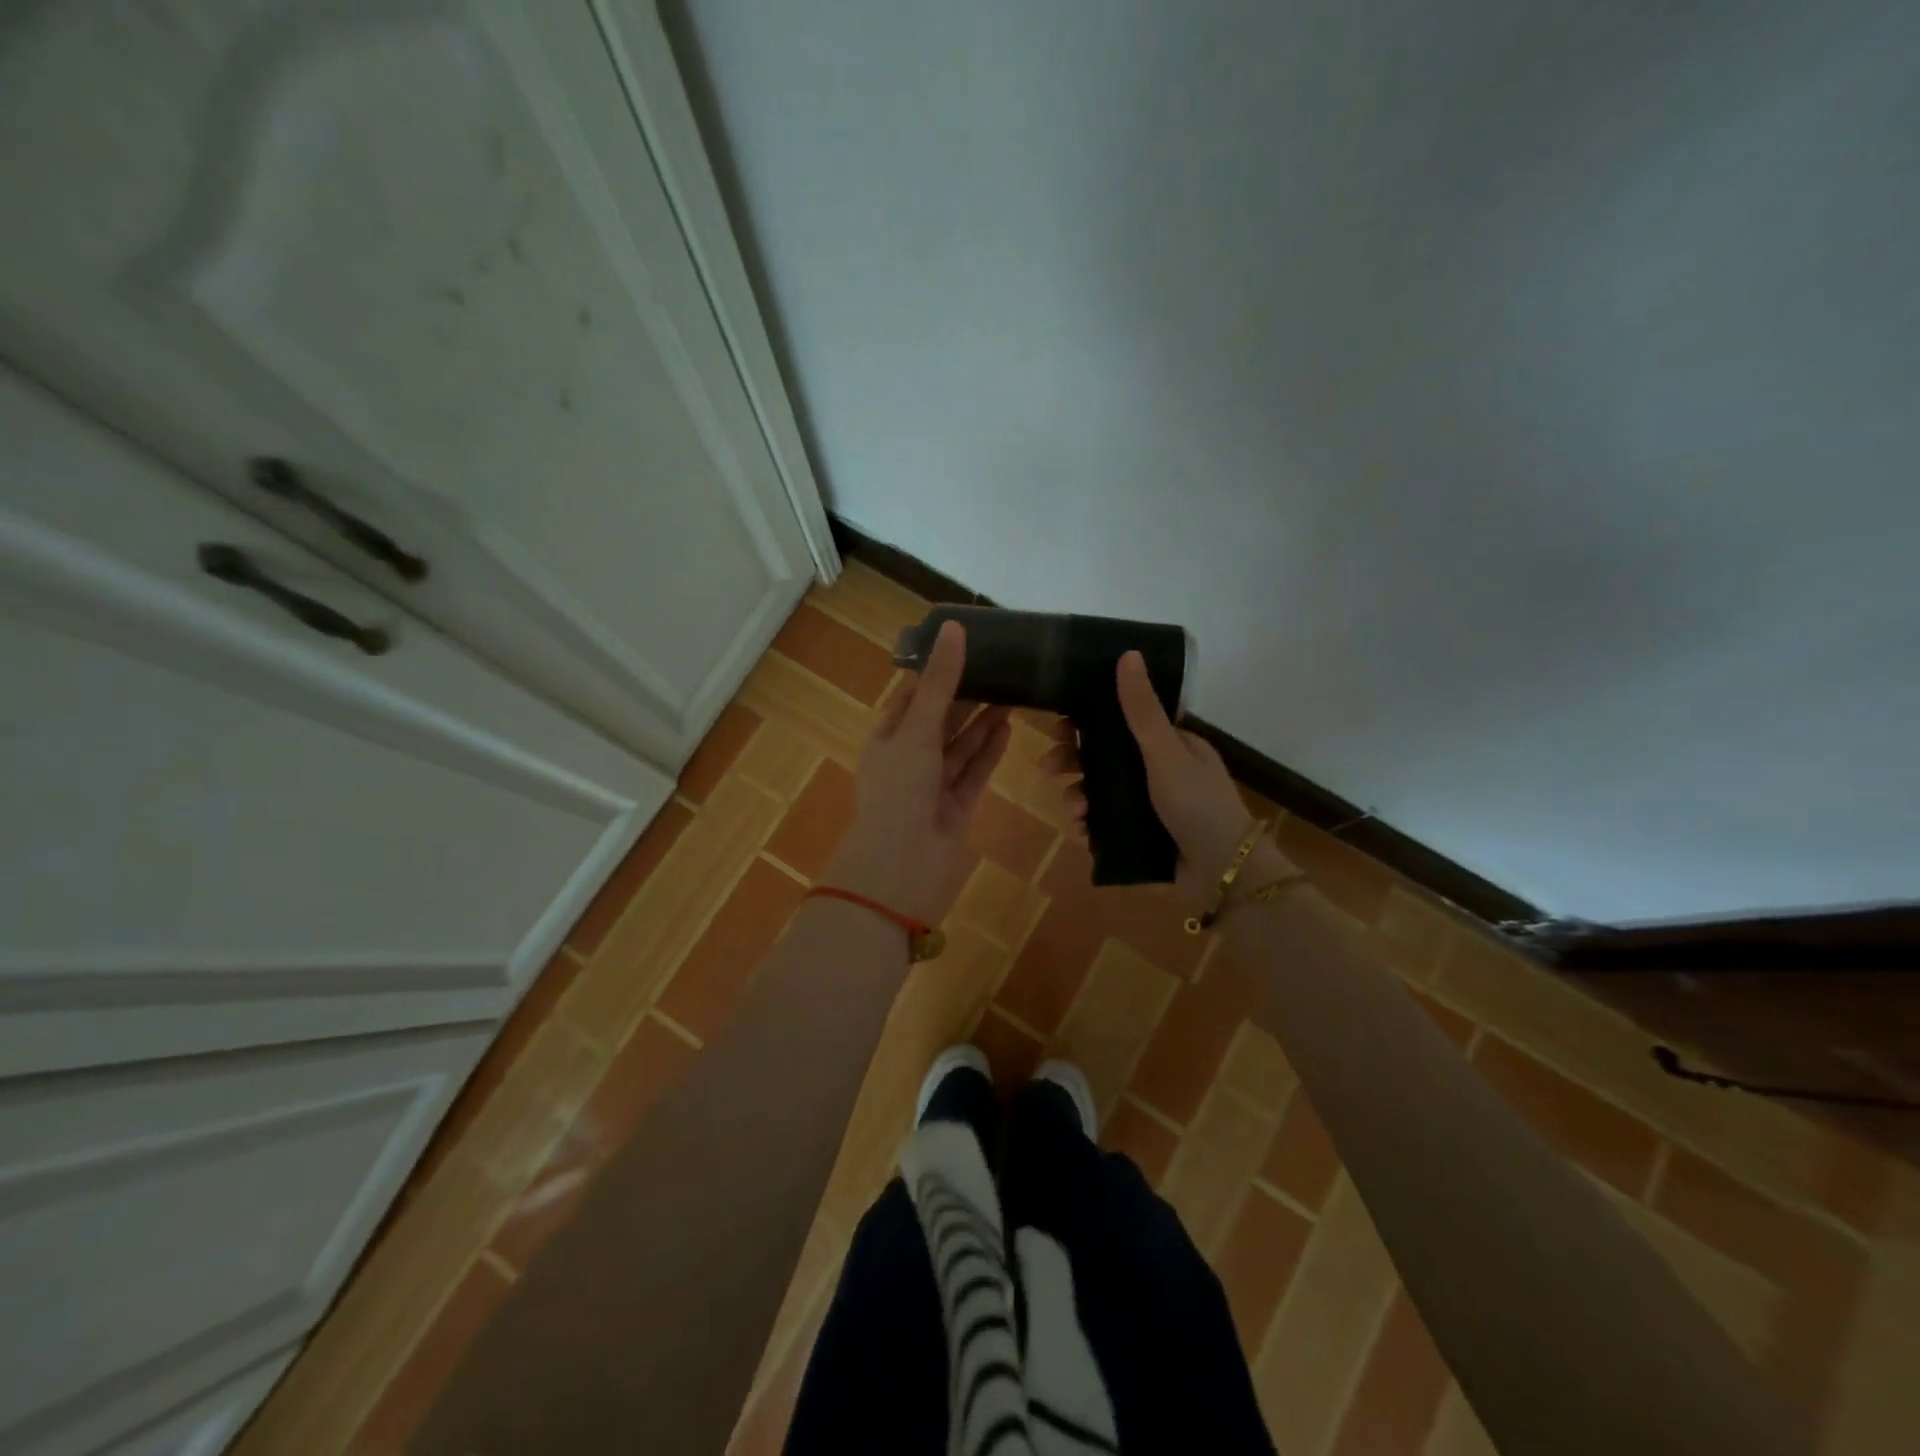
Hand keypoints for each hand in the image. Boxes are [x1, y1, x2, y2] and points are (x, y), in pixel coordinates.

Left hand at [823, 620, 1010, 924]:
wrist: (901, 867)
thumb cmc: (900, 790)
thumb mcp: (917, 729)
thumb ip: (940, 683)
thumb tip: (955, 628)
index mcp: (887, 740)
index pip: (912, 698)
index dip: (936, 674)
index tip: (965, 649)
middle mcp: (909, 761)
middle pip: (940, 721)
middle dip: (965, 697)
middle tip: (1000, 668)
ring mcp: (933, 786)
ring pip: (960, 747)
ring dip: (982, 722)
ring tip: (1012, 693)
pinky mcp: (956, 808)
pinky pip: (975, 773)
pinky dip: (989, 751)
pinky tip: (1008, 728)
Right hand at [1043, 651, 1283, 907]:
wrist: (1222, 872)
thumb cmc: (1197, 804)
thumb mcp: (1166, 752)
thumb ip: (1142, 709)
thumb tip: (1128, 654)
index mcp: (1170, 744)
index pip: (1120, 721)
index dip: (1086, 721)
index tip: (1059, 727)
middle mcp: (1158, 769)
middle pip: (1103, 756)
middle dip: (1072, 761)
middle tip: (1048, 769)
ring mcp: (1149, 803)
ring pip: (1100, 791)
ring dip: (1078, 796)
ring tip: (1074, 812)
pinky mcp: (1141, 834)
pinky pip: (1105, 823)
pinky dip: (1090, 825)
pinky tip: (1082, 832)